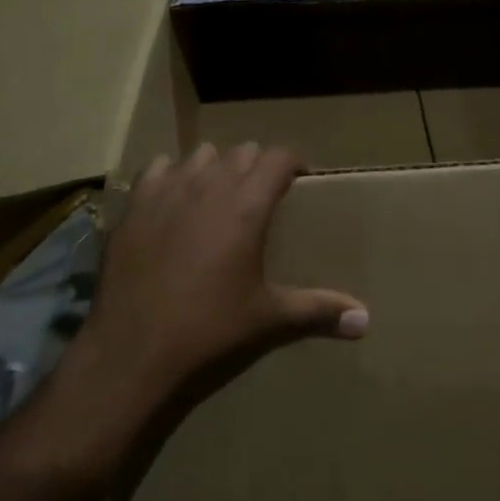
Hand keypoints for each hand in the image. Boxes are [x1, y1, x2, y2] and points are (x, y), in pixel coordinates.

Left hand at [68, 142, 367, 434]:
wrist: (134, 348)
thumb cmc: (209, 328)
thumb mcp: (268, 317)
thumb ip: (318, 309)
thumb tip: (366, 320)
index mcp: (248, 205)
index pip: (279, 157)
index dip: (293, 162)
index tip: (299, 178)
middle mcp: (210, 185)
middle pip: (242, 152)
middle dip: (256, 166)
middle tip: (261, 194)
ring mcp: (168, 190)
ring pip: (201, 155)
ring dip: (215, 167)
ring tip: (217, 194)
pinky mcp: (135, 204)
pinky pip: (158, 169)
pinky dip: (170, 175)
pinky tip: (172, 199)